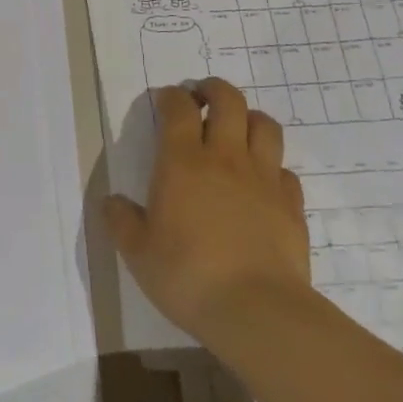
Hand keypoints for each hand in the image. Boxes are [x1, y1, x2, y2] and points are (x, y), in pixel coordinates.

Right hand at [103, 79, 312, 350]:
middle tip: (202, 99)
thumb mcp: (137, 252)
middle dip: (214, 90)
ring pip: (265, 125)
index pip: (178, 108)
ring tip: (237, 129)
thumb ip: (121, 221)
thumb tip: (111, 202)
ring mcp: (263, 179)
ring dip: (249, 118)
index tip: (165, 100)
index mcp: (182, 162)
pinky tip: (262, 182)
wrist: (257, 311)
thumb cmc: (187, 275)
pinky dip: (272, 166)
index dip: (171, 96)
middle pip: (228, 101)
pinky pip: (285, 170)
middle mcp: (225, 158)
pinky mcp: (291, 205)